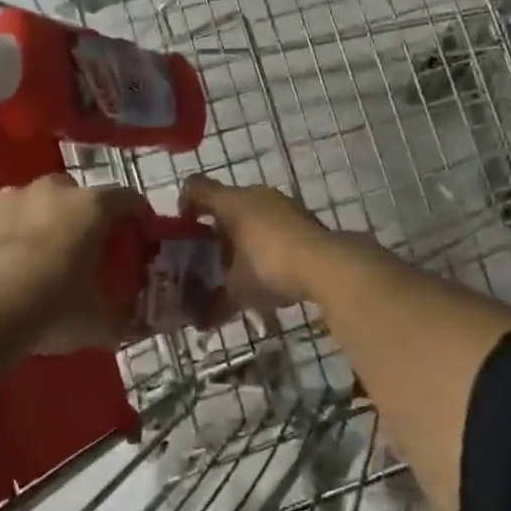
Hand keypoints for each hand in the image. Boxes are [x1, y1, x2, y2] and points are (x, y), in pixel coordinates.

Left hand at [0, 174, 148, 356]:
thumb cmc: (51, 309)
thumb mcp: (98, 322)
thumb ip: (119, 318)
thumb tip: (130, 326)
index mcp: (91, 207)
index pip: (129, 200)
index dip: (140, 216)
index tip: (142, 235)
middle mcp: (53, 191)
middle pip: (80, 196)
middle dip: (87, 217)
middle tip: (87, 249)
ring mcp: (11, 198)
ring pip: (39, 202)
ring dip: (46, 221)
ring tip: (43, 255)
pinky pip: (5, 218)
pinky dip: (12, 232)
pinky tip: (8, 262)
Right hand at [179, 175, 333, 315]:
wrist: (328, 264)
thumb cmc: (270, 267)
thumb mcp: (238, 290)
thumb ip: (216, 302)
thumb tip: (200, 323)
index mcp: (231, 202)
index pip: (195, 187)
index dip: (184, 204)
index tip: (182, 229)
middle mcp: (255, 194)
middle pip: (225, 202)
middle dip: (214, 227)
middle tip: (208, 255)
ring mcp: (282, 203)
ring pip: (251, 212)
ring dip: (241, 233)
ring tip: (238, 264)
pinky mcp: (302, 216)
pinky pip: (272, 222)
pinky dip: (263, 238)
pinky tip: (267, 266)